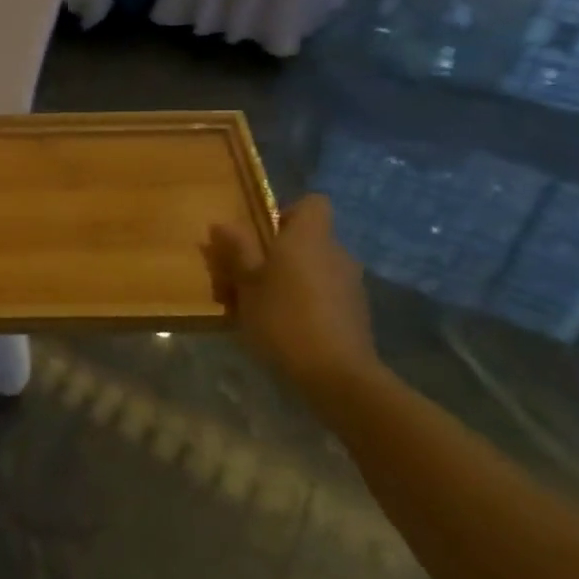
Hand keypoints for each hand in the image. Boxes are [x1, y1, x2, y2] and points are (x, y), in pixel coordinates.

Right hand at [208, 195, 378, 397]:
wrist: (336, 375)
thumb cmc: (283, 319)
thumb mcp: (247, 284)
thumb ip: (237, 250)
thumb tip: (222, 223)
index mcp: (309, 238)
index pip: (313, 203)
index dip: (288, 212)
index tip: (263, 234)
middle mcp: (336, 253)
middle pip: (309, 239)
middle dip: (280, 252)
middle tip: (248, 276)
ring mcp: (351, 284)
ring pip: (315, 268)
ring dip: (291, 279)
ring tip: (262, 307)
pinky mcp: (356, 313)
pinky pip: (326, 293)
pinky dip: (307, 301)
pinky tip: (285, 327)